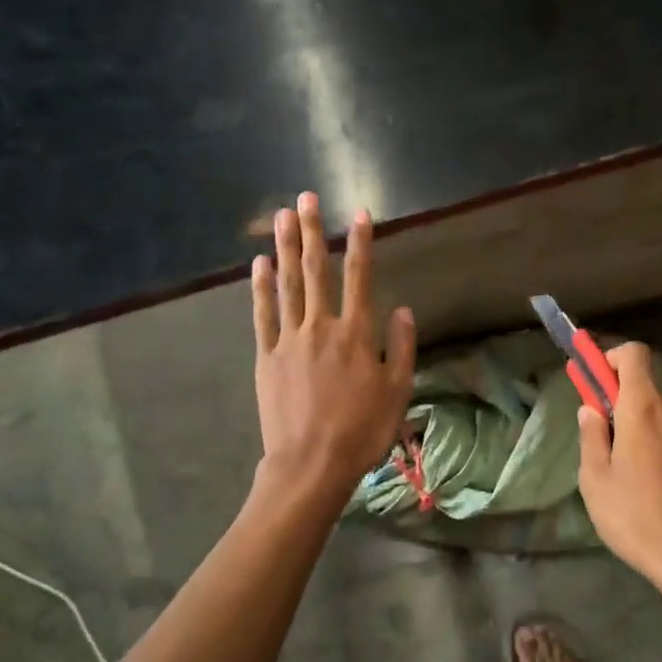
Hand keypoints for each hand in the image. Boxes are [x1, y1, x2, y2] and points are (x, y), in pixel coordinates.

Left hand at [252, 192, 416, 499]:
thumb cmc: (362, 431)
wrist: (311, 463)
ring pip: (288, 284)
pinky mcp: (267, 356)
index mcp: (357, 334)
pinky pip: (263, 314)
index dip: (361, 243)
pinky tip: (260, 264)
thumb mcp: (397, 392)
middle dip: (313, 232)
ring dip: (286, 248)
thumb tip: (402, 309)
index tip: (360, 213)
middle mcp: (322, 326)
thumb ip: (401, 347)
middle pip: (317, 270)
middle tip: (306, 198)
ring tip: (282, 217)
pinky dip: (261, 287)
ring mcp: (290, 339)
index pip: (360, 277)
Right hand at [577, 343, 661, 602]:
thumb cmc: (638, 519)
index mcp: (645, 408)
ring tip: (643, 478)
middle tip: (615, 452)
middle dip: (629, 411)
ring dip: (653, 433)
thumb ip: (592, 436)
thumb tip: (591, 410)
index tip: (599, 384)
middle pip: (649, 392)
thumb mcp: (596, 481)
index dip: (613, 359)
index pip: (634, 354)